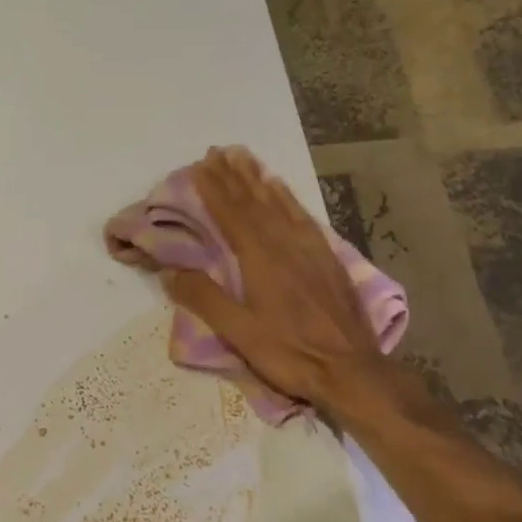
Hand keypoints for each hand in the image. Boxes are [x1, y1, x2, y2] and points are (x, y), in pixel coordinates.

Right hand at [162, 146, 389, 415]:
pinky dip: (288, 198)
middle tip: (217, 153)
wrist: (351, 369)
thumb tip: (170, 272)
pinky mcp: (327, 258)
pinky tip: (282, 190)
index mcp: (260, 259)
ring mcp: (310, 248)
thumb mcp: (239, 333)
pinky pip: (303, 216)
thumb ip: (205, 299)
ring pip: (279, 204)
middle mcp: (285, 244)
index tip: (199, 167)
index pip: (231, 215)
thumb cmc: (290, 353)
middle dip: (233, 177)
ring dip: (258, 180)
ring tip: (244, 159)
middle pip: (254, 202)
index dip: (214, 190)